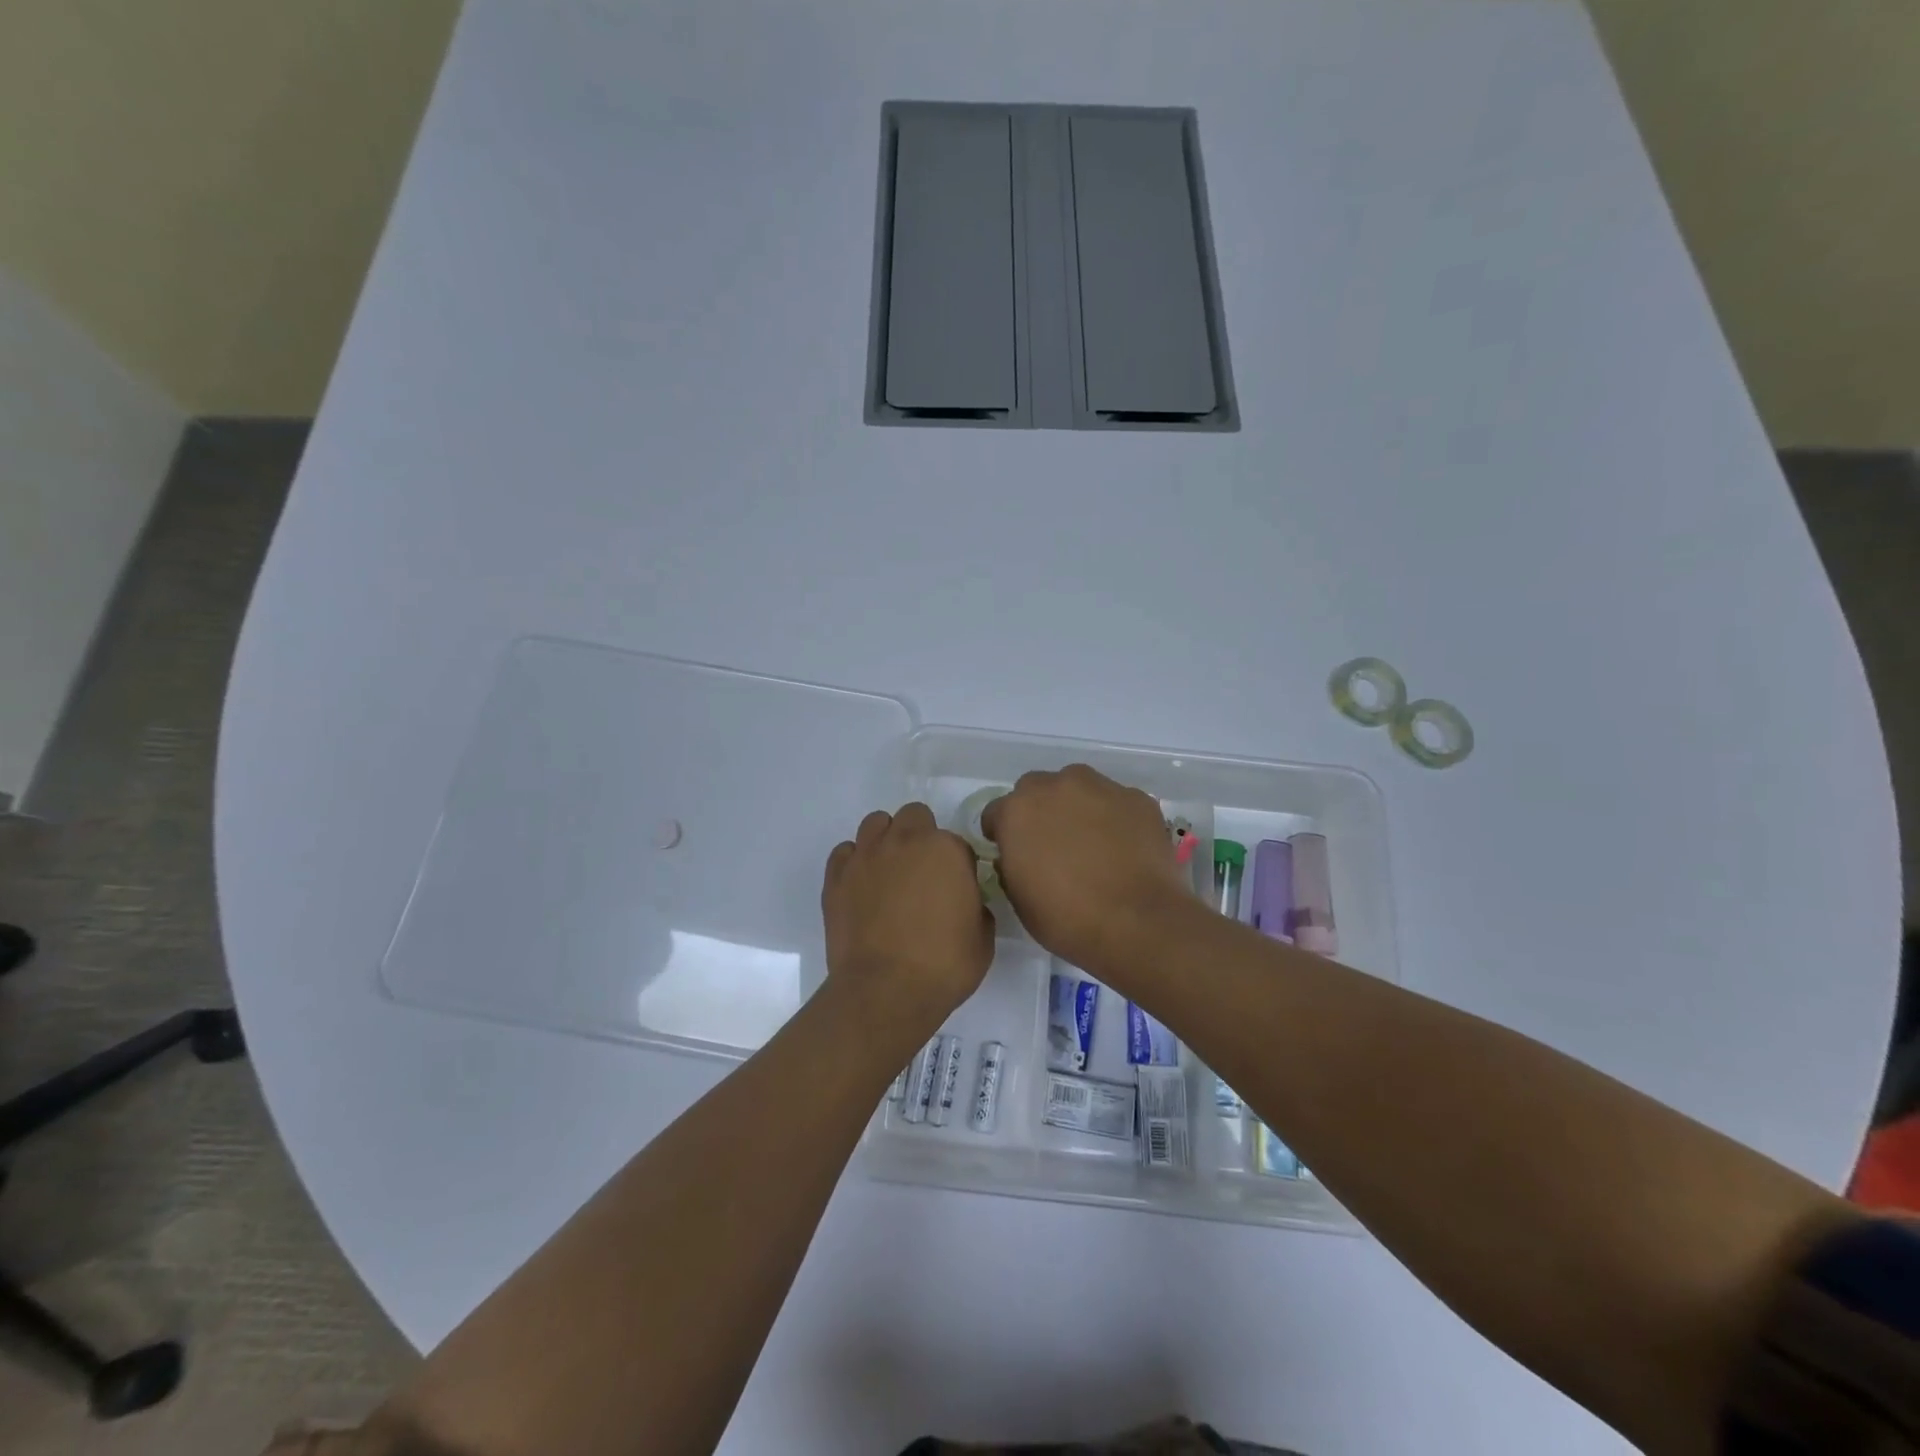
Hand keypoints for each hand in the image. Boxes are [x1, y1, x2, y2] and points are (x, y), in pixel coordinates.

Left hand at [821, 803, 993, 1045]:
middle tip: (923, 874)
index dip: (958, 866)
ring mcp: (866, 856)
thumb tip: (965, 901)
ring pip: (876, 823)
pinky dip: (854, 862)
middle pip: (914, 816)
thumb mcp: (983, 938)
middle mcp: (904, 841)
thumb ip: (976, 906)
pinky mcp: (836, 877)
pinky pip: (844, 852)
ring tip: (889, 872)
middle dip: (921, 837)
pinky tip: (861, 885)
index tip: (955, 890)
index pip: (956, 843)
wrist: (885, 991)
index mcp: (945, 850)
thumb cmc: (943, 966)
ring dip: (886, 840)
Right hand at [981, 764, 1194, 972]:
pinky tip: (1123, 847)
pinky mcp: (1137, 798)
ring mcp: (1100, 788)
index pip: (996, 812)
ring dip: (1076, 806)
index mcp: (1018, 811)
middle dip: (1039, 810)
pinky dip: (1114, 817)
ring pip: (1078, 787)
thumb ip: (1011, 865)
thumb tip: (1018, 856)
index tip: (1013, 854)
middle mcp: (1056, 786)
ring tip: (1092, 842)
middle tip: (1053, 844)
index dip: (1002, 833)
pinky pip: (1115, 801)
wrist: (1138, 923)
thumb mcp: (1019, 899)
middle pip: (1036, 788)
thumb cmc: (1067, 918)